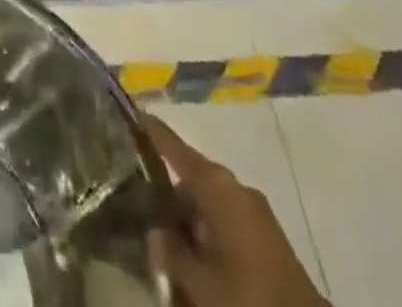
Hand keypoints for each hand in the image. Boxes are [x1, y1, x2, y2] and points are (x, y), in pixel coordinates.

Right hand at [143, 112, 328, 306]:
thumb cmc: (249, 299)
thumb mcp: (201, 284)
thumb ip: (171, 254)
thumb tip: (155, 232)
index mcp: (218, 187)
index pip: (177, 149)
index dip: (153, 132)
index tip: (133, 112)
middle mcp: (236, 190)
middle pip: (193, 179)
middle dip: (168, 196)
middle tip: (142, 211)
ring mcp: (256, 214)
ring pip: (210, 205)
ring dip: (189, 221)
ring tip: (167, 246)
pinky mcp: (268, 240)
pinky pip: (227, 224)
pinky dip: (208, 235)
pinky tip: (197, 261)